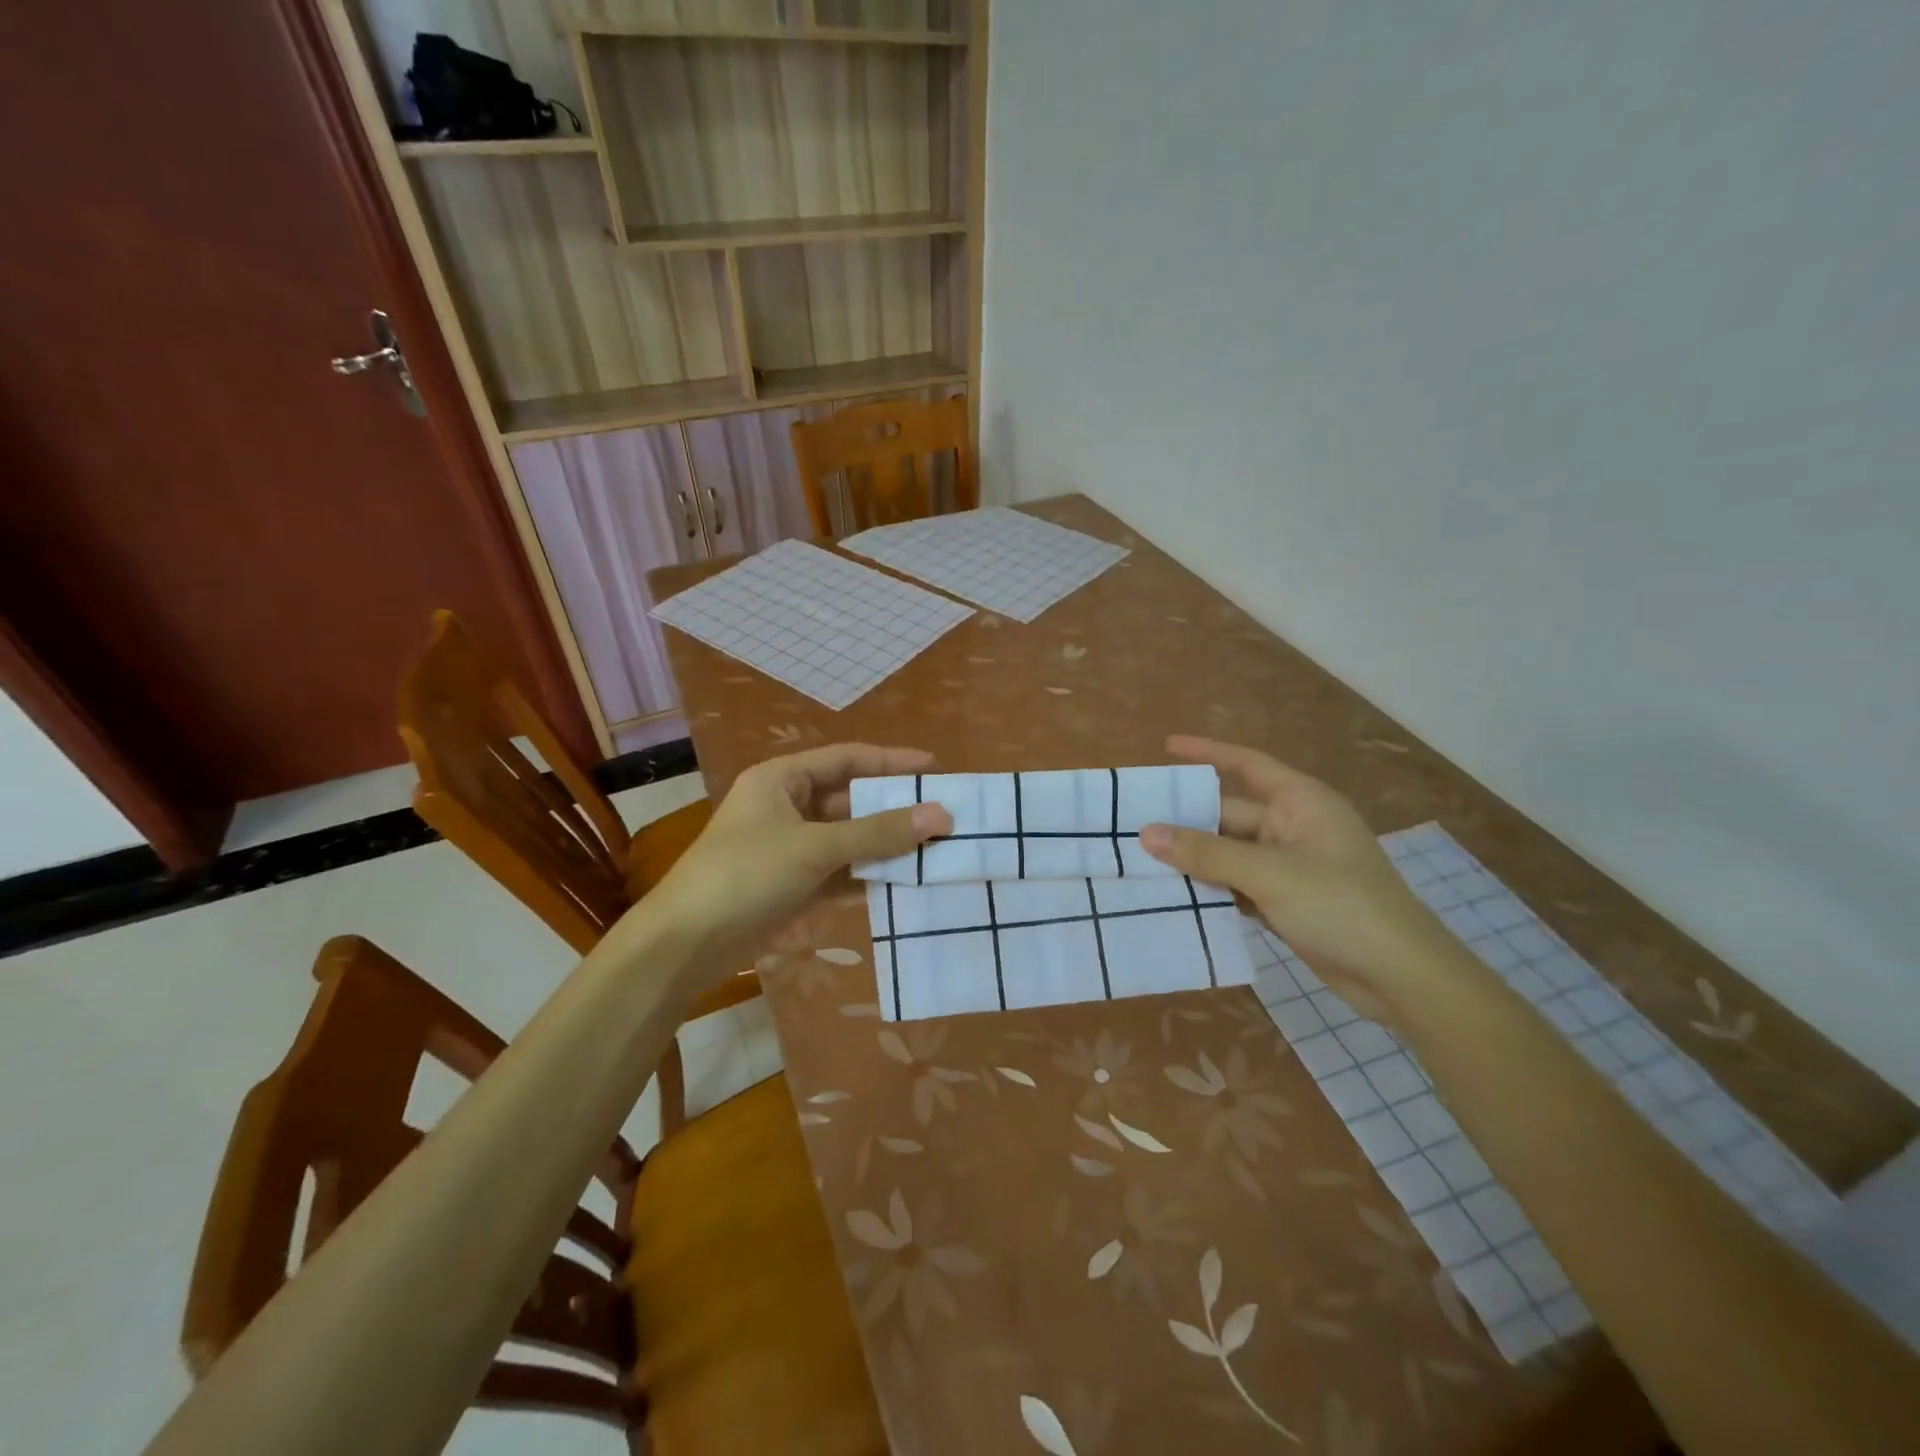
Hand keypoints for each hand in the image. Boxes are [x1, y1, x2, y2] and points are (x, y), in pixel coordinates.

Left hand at [641, 743, 951, 975]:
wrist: (686, 944)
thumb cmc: (746, 874)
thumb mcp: (815, 847)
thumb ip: (878, 832)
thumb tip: (941, 815)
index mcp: (782, 780)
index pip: (846, 759)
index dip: (890, 761)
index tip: (934, 770)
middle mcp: (787, 806)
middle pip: (851, 800)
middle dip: (893, 810)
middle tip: (942, 816)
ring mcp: (790, 847)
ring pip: (849, 839)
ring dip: (885, 846)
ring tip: (934, 851)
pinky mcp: (793, 884)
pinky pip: (840, 871)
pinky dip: (868, 875)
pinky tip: (904, 884)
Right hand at [1140, 736, 1455, 1021]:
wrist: (1401, 978)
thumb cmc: (1342, 907)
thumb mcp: (1270, 875)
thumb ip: (1206, 854)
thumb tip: (1147, 833)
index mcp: (1300, 802)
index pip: (1247, 764)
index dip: (1207, 753)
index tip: (1166, 748)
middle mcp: (1294, 827)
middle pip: (1230, 815)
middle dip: (1187, 822)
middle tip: (1133, 825)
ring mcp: (1291, 867)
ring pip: (1230, 854)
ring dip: (1195, 860)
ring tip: (1143, 862)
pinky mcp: (1287, 901)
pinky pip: (1238, 885)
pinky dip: (1212, 890)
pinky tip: (1177, 897)